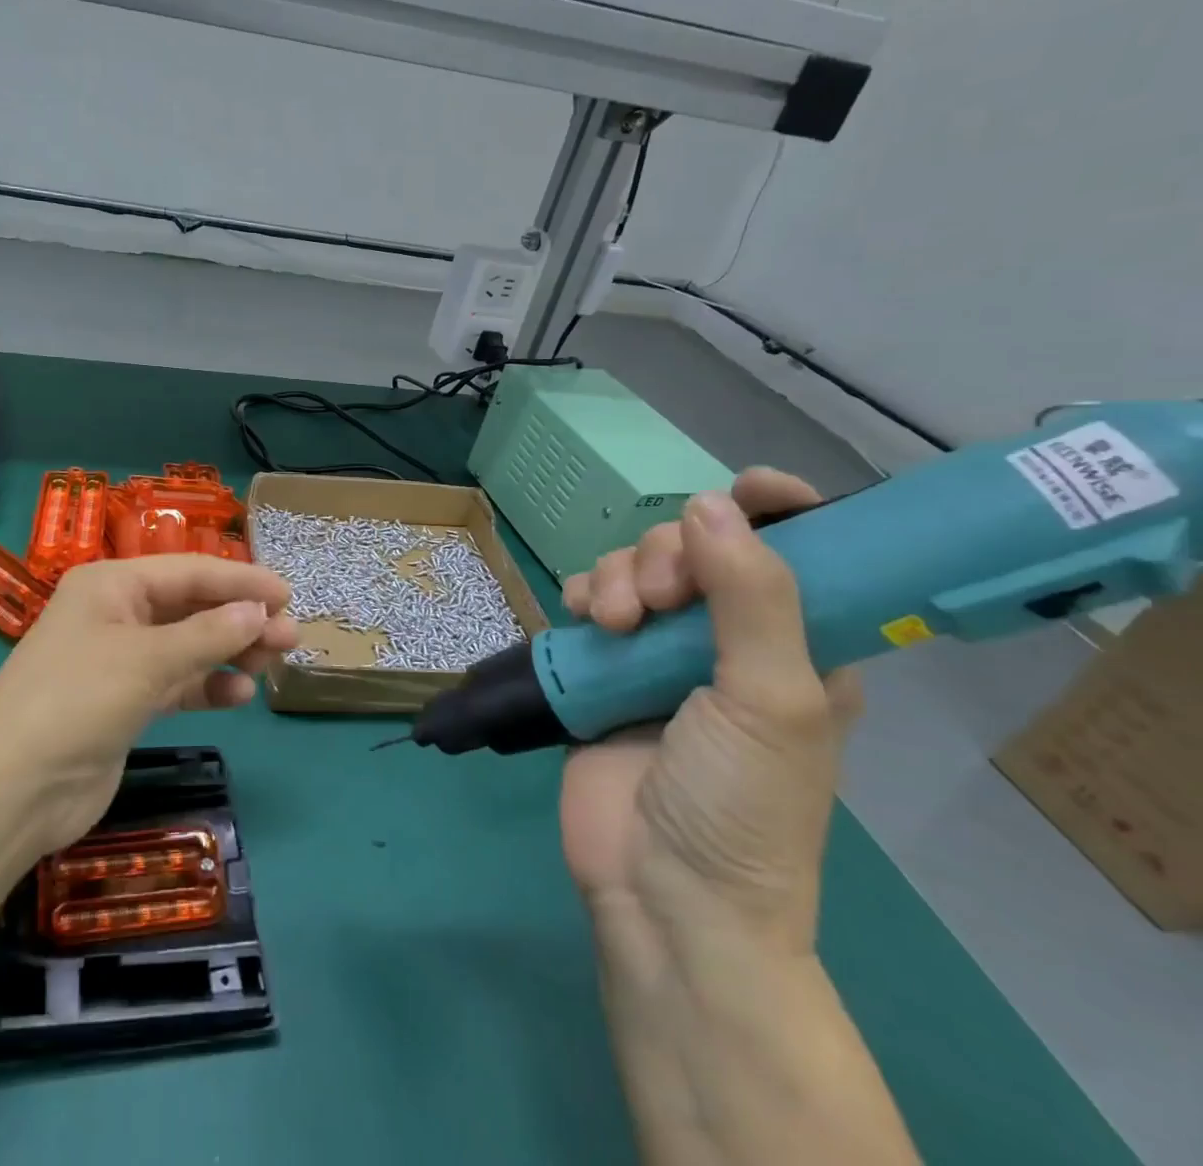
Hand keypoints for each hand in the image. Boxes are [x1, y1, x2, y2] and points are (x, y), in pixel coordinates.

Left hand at [0, 555, 298, 855]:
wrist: (11, 792)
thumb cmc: (76, 701)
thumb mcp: (146, 660)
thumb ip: (207, 635)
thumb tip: (259, 612)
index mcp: (111, 585)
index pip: (188, 571)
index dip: (240, 580)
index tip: (287, 594)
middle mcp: (115, 614)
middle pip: (190, 607)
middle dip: (240, 619)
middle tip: (291, 636)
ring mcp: (119, 661)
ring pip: (187, 646)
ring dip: (229, 652)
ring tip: (274, 663)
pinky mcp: (124, 704)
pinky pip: (176, 683)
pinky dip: (207, 686)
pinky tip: (239, 694)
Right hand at [558, 470, 862, 963]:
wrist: (664, 892)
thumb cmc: (741, 802)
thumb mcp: (772, 698)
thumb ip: (752, 596)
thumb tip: (710, 503)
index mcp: (799, 646)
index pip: (800, 553)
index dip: (778, 510)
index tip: (746, 488)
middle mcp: (728, 639)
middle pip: (697, 548)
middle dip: (670, 556)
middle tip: (658, 603)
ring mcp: (661, 653)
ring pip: (637, 568)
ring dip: (620, 575)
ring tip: (612, 622)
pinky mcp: (605, 668)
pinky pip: (591, 599)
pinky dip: (584, 593)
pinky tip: (581, 616)